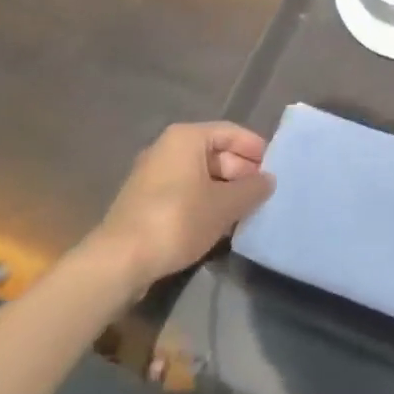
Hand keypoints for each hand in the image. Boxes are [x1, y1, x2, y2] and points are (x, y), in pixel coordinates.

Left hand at [86, 122, 274, 290]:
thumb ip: (252, 189)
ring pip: (200, 174)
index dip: (256, 149)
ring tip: (246, 210)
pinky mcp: (145, 201)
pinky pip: (185, 191)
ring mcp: (153, 175)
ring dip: (224, 190)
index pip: (231, 132)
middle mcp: (167, 148)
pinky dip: (205, 201)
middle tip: (262, 193)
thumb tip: (268, 180)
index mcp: (187, 138)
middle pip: (215, 152)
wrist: (119, 261)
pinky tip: (219, 223)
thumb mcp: (225, 205)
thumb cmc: (177, 220)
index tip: (275, 169)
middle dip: (241, 172)